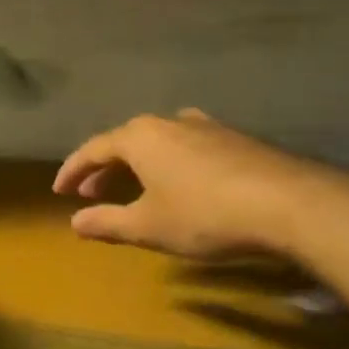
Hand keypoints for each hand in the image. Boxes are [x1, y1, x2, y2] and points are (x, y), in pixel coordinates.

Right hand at [53, 110, 314, 258]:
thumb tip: (74, 223)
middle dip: (104, 169)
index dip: (73, 171)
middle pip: (125, 142)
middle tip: (90, 194)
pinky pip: (186, 146)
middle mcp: (169, 122)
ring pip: (158, 142)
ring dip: (137, 165)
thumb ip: (108, 223)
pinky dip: (169, 163)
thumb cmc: (205, 215)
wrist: (289, 203)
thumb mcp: (148, 226)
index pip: (93, 149)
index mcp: (140, 137)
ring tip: (132, 188)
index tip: (59, 191)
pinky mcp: (235, 139)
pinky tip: (180, 182)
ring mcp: (205, 127)